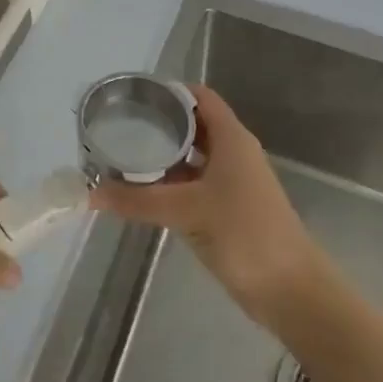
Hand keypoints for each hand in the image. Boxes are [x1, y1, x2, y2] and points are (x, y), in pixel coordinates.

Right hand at [90, 84, 328, 326]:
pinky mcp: (227, 210)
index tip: (133, 95)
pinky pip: (194, 185)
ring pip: (192, 158)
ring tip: (123, 155)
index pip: (199, 97)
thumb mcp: (187, 211)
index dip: (169, 90)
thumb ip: (138, 200)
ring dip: (163, 156)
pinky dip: (170, 184)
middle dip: (159, 124)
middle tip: (119, 126)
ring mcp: (232, 183)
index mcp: (231, 138)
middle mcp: (233, 153)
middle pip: (193, 125)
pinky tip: (143, 192)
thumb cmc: (245, 233)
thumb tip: (90, 193)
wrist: (291, 290)